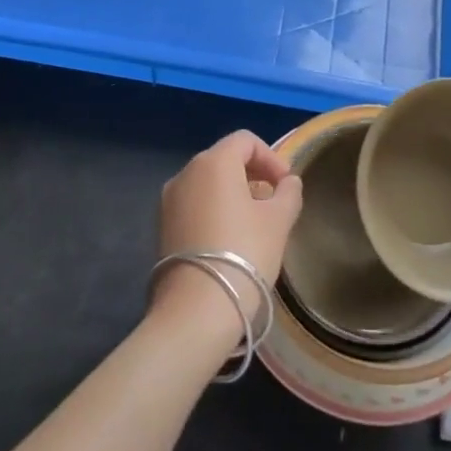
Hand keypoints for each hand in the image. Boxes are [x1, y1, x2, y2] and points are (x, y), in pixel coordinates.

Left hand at [150, 131, 303, 344]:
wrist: (196, 310)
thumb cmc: (244, 254)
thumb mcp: (279, 221)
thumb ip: (288, 193)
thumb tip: (288, 182)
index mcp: (213, 162)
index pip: (245, 141)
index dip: (271, 157)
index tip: (286, 185)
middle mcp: (185, 172)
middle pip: (224, 159)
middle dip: (253, 175)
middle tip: (274, 203)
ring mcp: (168, 200)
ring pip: (207, 183)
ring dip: (233, 193)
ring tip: (254, 224)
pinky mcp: (161, 227)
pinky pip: (194, 205)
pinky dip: (214, 210)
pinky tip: (229, 240)